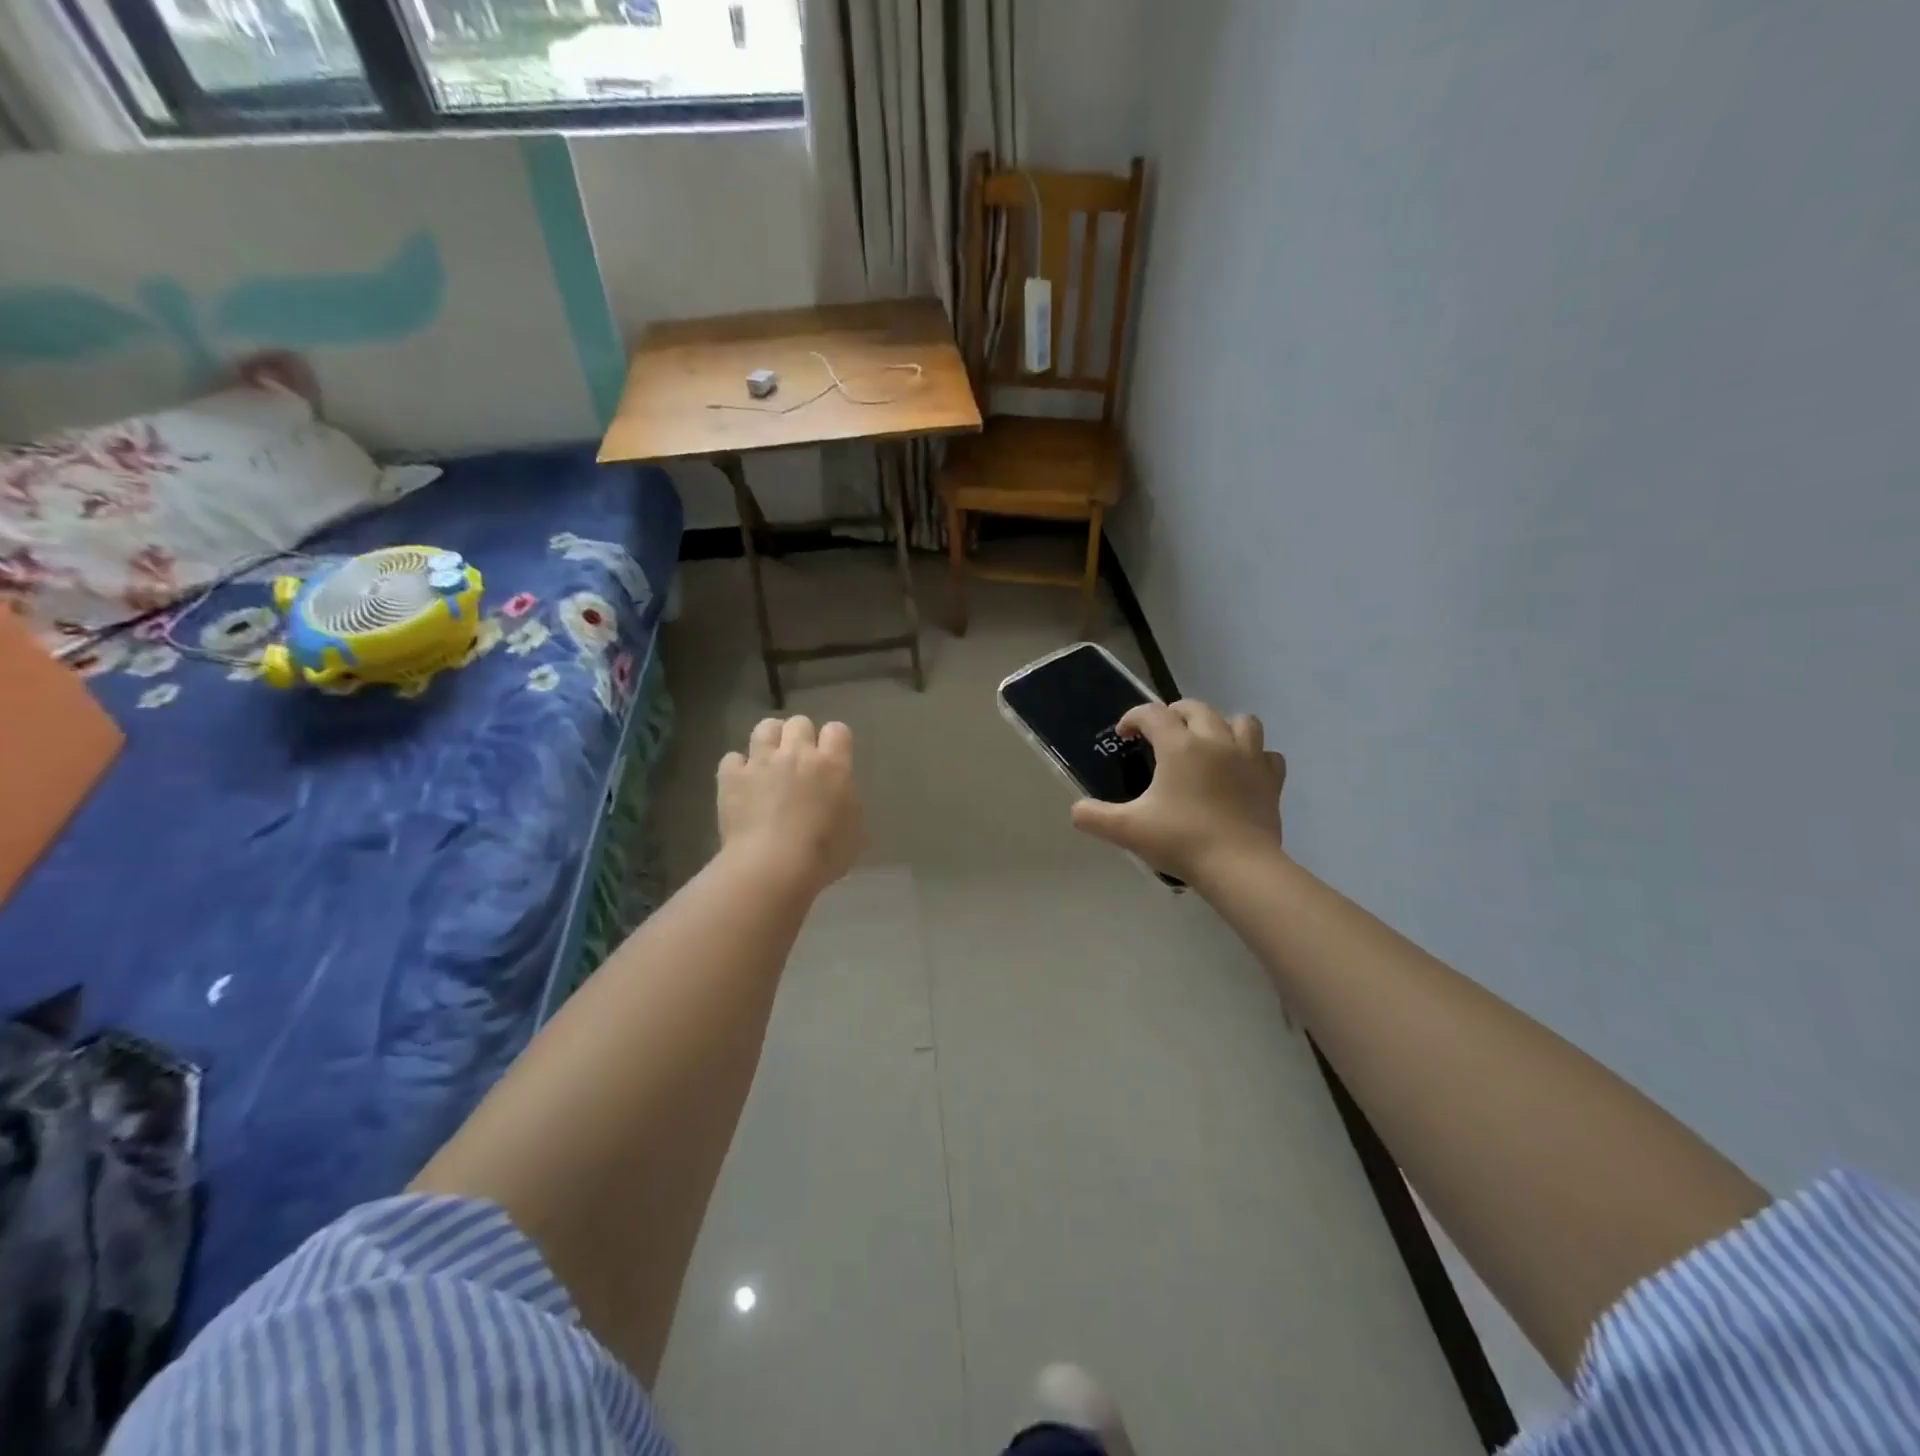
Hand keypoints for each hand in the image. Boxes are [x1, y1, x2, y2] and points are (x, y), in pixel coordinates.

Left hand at [717, 715, 863, 893]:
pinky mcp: (731, 777)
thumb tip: (837, 796)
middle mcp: (797, 754)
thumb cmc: (823, 854)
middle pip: (799, 723)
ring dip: (769, 740)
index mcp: (832, 765)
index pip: (837, 730)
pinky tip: (741, 784)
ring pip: (765, 728)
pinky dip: (737, 769)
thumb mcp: (854, 830)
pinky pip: (732, 758)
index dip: (834, 741)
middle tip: (799, 761)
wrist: (773, 866)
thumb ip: (846, 802)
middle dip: (800, 737)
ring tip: (769, 761)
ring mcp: (761, 762)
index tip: (832, 758)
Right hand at [1070, 699, 1285, 884]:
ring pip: (1239, 721)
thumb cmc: (1181, 840)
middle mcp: (1215, 740)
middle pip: (1195, 708)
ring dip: (1220, 726)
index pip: (1152, 714)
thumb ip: (1094, 817)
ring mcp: (1249, 757)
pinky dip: (1253, 756)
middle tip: (1160, 735)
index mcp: (1180, 746)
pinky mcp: (1271, 779)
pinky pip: (1266, 754)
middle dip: (1173, 714)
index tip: (1124, 735)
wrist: (1239, 866)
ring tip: (1207, 745)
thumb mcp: (1127, 830)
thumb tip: (1077, 810)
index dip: (1133, 718)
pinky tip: (1241, 771)